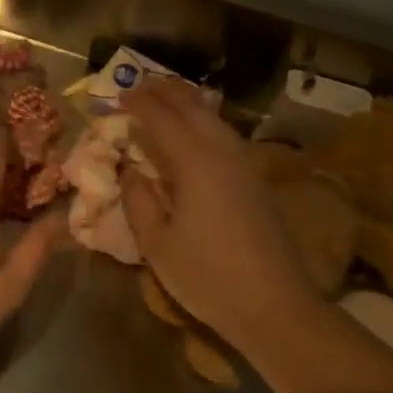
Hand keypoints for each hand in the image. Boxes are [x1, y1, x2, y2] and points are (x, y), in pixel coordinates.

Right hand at [119, 80, 314, 339]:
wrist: (276, 307)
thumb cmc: (207, 276)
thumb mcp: (156, 242)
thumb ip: (137, 199)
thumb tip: (129, 169)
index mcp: (194, 163)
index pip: (160, 118)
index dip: (137, 103)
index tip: (116, 95)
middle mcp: (221, 152)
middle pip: (192, 107)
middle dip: (164, 92)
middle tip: (139, 85)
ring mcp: (244, 165)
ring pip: (213, 118)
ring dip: (187, 103)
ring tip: (165, 98)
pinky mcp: (255, 180)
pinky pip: (224, 134)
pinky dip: (203, 121)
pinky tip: (194, 131)